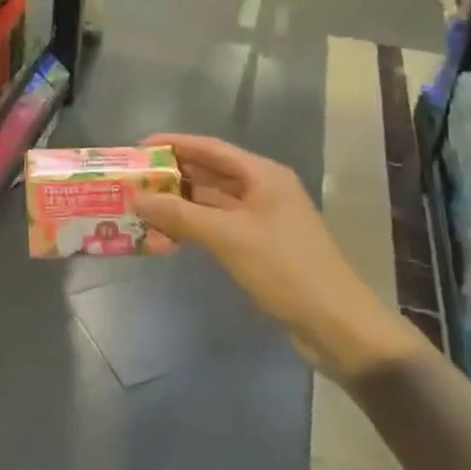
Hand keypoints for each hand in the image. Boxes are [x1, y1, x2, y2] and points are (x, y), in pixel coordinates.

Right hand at [132, 134, 419, 383]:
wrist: (337, 325)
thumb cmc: (285, 269)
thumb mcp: (228, 237)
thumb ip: (179, 215)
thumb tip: (136, 197)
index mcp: (263, 175)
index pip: (210, 147)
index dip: (173, 144)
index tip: (138, 147)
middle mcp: (263, 189)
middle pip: (210, 173)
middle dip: (172, 176)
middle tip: (134, 180)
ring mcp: (263, 219)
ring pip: (212, 203)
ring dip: (180, 205)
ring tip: (142, 209)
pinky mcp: (260, 247)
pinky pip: (218, 227)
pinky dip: (193, 228)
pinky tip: (168, 237)